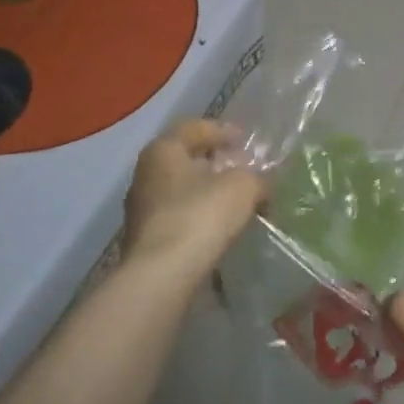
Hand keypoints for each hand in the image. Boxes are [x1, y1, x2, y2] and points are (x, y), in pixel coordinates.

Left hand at [121, 120, 266, 283]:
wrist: (161, 276)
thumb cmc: (200, 215)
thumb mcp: (242, 187)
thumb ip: (256, 179)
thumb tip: (261, 186)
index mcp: (163, 150)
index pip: (195, 128)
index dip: (223, 131)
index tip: (245, 140)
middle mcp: (145, 174)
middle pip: (186, 159)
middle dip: (216, 163)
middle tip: (243, 169)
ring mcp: (141, 209)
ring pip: (181, 190)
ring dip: (207, 192)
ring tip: (235, 202)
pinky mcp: (145, 239)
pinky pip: (178, 216)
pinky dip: (199, 216)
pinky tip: (219, 228)